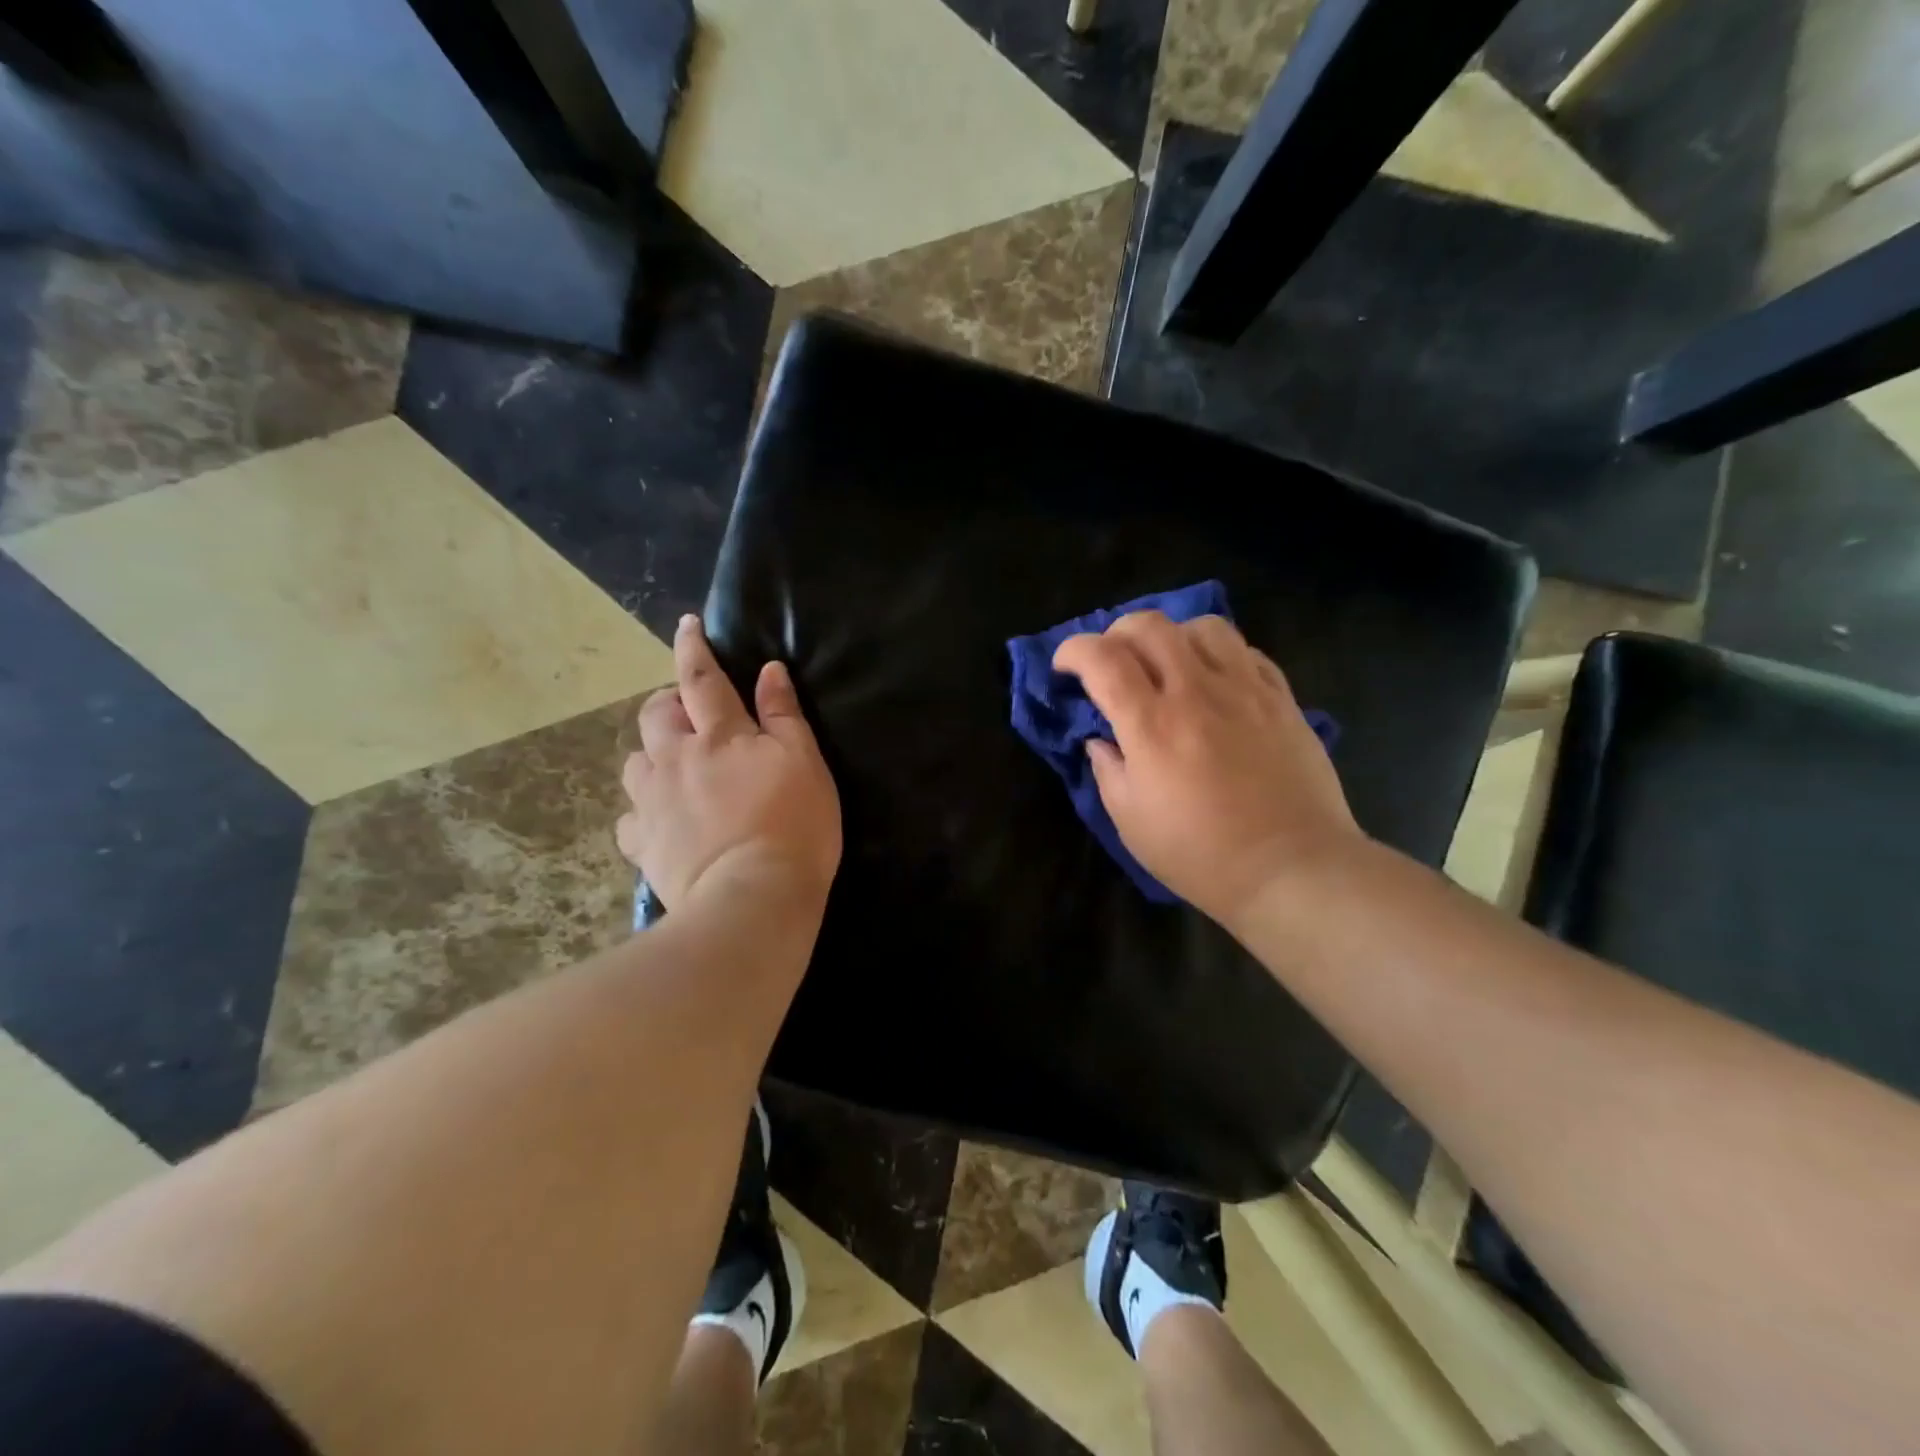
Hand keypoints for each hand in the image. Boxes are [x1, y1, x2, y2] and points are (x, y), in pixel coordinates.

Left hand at [617, 616, 841, 917]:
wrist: (753, 897)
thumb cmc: (793, 825)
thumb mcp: (805, 763)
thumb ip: (784, 714)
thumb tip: (768, 670)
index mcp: (720, 736)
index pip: (702, 679)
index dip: (693, 648)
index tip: (686, 626)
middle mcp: (676, 759)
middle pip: (655, 716)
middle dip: (666, 703)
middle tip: (688, 714)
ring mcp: (653, 803)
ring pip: (635, 764)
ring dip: (651, 756)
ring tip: (673, 769)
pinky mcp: (643, 844)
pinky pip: (629, 819)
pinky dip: (641, 813)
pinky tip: (658, 822)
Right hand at [1052, 611, 1363, 929]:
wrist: (1292, 869)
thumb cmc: (1201, 855)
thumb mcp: (1131, 823)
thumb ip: (1108, 770)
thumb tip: (1100, 740)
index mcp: (1152, 726)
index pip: (1102, 659)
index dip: (1073, 651)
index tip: (1064, 667)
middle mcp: (1197, 693)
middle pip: (1150, 626)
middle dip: (1117, 632)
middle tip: (1111, 659)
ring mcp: (1245, 690)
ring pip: (1204, 627)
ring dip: (1172, 636)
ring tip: (1167, 663)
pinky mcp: (1282, 699)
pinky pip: (1246, 652)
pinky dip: (1219, 655)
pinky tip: (1214, 681)